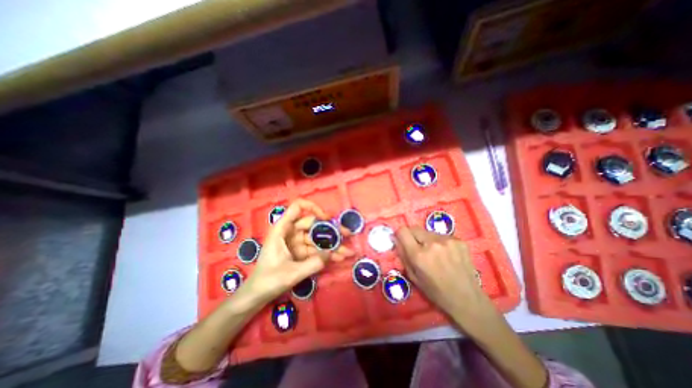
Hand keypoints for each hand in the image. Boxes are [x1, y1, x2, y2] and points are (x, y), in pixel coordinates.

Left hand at [242, 200, 352, 302]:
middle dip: (331, 230)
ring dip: (333, 245)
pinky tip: (341, 258)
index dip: (313, 208)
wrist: (257, 295)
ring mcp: (297, 242)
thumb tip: (332, 253)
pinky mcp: (302, 252)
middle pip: (314, 224)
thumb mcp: (291, 273)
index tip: (327, 218)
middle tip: (347, 234)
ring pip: (318, 238)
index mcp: (283, 229)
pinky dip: (328, 254)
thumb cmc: (268, 281)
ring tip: (348, 252)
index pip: (298, 207)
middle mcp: (291, 232)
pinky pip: (317, 250)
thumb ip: (313, 264)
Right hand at [395, 227, 497, 329]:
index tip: (402, 240)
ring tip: (435, 253)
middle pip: (414, 228)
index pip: (403, 231)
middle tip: (418, 248)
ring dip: (427, 239)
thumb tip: (396, 239)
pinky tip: (447, 255)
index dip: (400, 234)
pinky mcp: (459, 240)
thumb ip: (403, 255)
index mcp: (419, 255)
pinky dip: (440, 242)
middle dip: (413, 236)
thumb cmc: (436, 291)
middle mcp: (432, 244)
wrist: (467, 299)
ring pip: (428, 232)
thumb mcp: (413, 277)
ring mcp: (447, 240)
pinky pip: (442, 236)